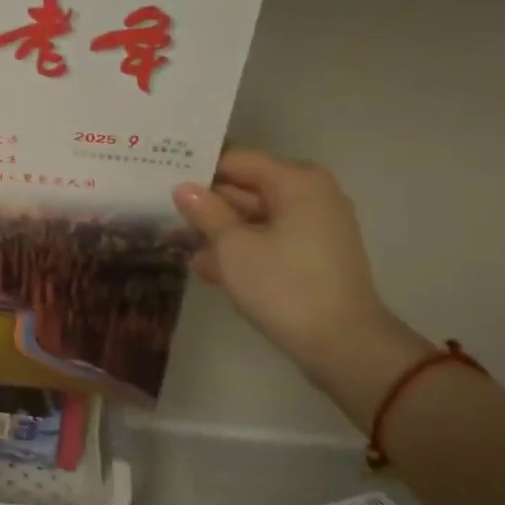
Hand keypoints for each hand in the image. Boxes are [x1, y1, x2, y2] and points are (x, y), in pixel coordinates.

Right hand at [173, 150, 433, 422]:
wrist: (341, 343)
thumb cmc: (282, 286)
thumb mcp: (232, 247)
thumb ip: (206, 212)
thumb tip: (184, 188)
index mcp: (296, 181)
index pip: (237, 160)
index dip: (199, 170)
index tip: (164, 180)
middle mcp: (311, 194)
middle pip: (248, 187)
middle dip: (209, 203)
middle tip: (165, 212)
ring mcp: (316, 226)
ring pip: (256, 216)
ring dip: (221, 230)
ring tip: (180, 243)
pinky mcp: (314, 254)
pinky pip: (271, 239)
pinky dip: (243, 248)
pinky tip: (208, 266)